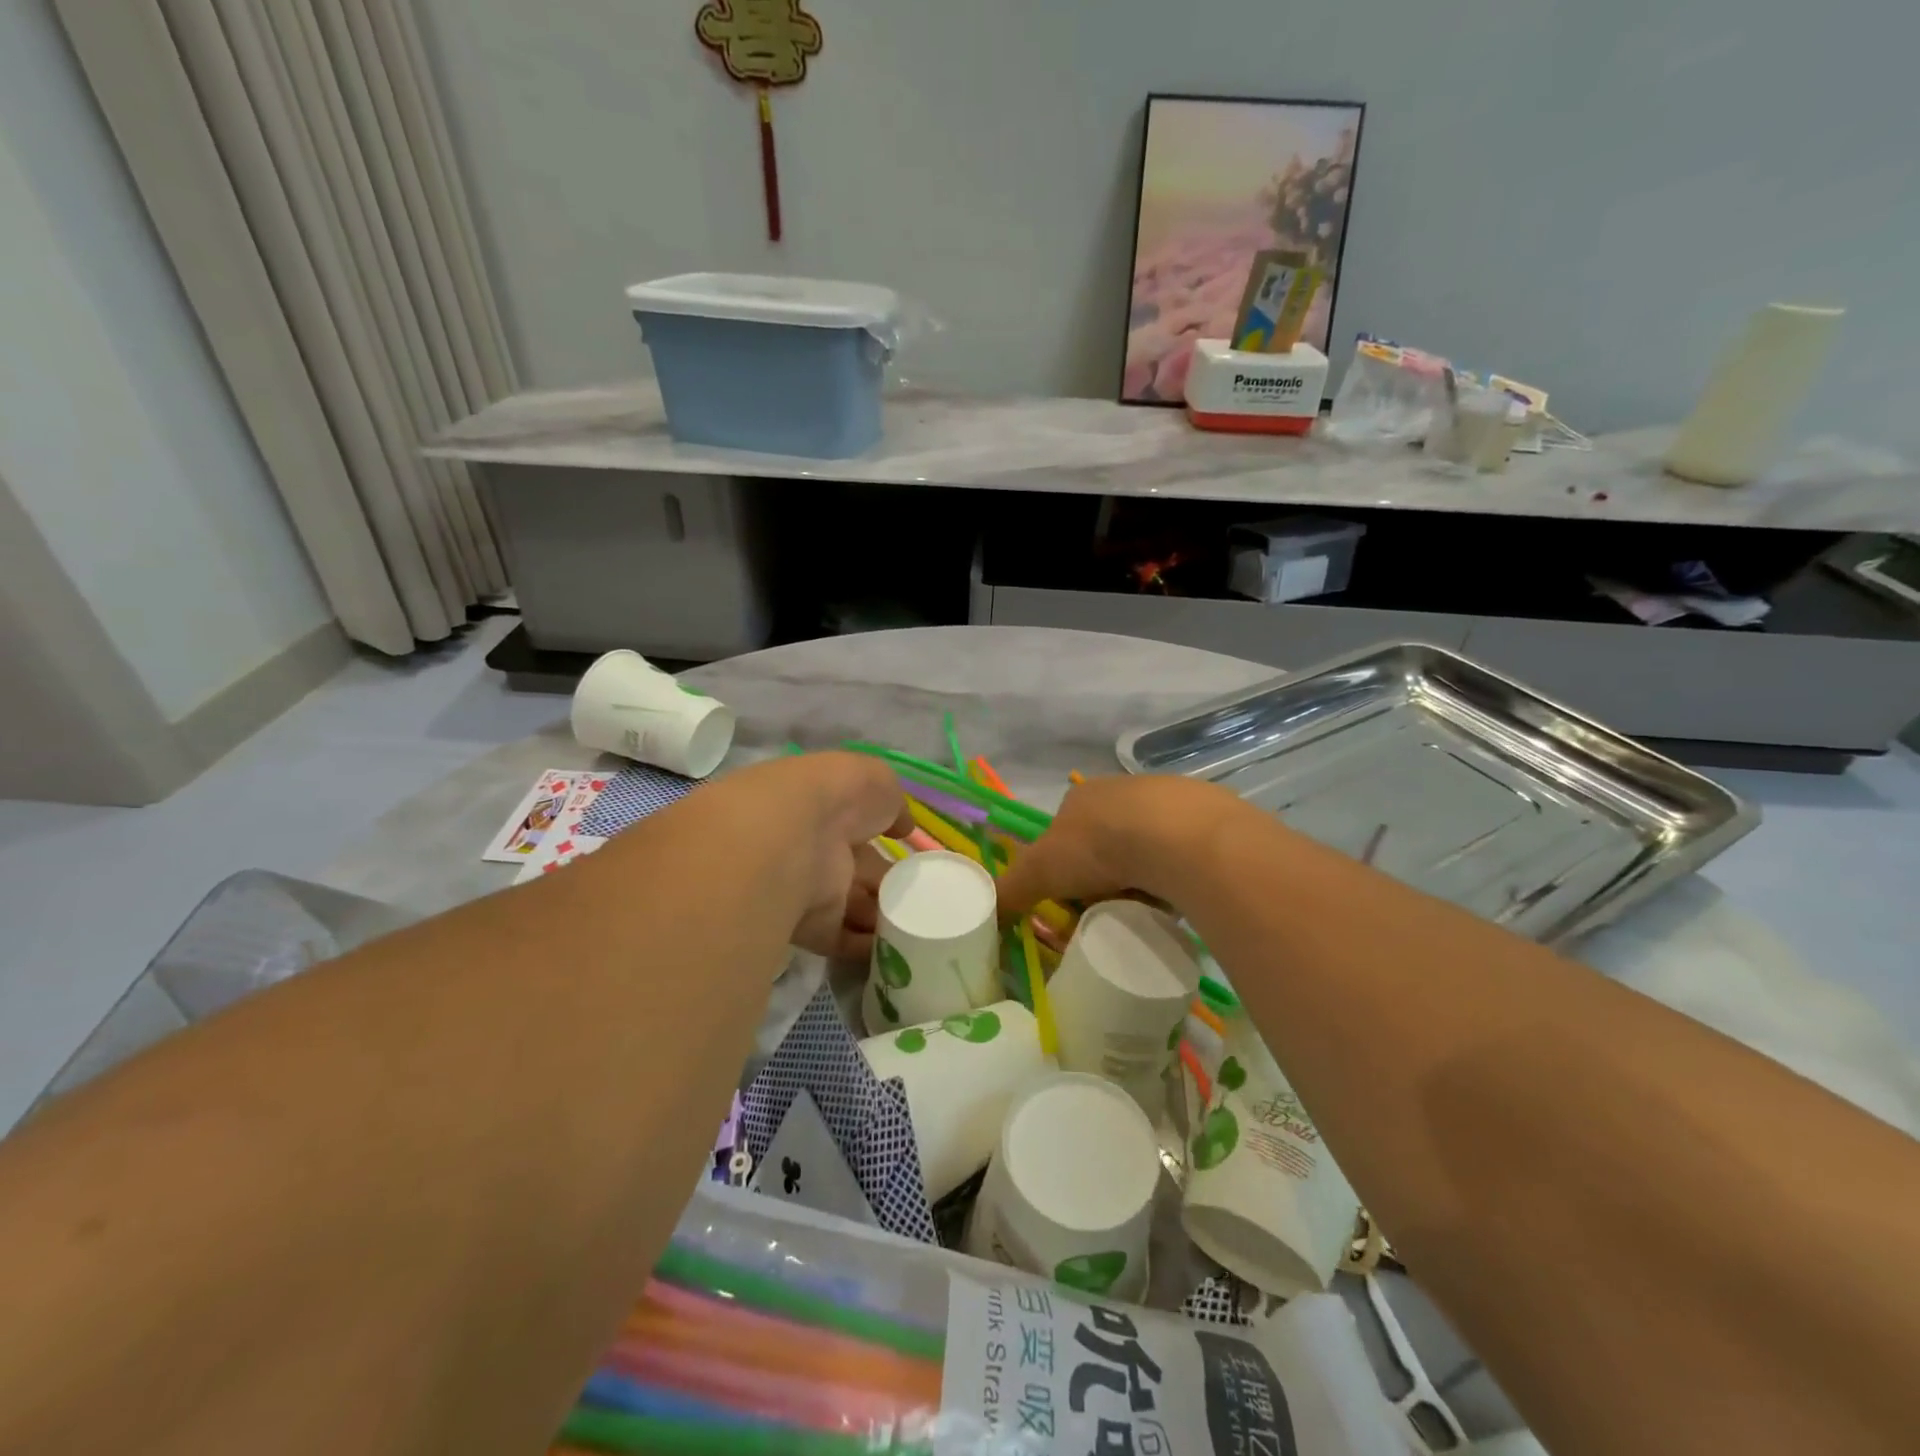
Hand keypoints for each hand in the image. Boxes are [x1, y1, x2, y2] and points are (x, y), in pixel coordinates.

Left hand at [712, 753, 910, 959]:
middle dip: (885, 883)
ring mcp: (809, 888)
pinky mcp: (809, 926)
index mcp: (827, 807)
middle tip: (922, 893)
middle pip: (857, 869)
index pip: (858, 822)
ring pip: (851, 904)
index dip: (882, 832)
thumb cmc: (837, 796)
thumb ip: (892, 802)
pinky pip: (842, 938)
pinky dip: (866, 947)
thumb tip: (901, 825)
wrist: (790, 839)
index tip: (908, 848)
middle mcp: (815, 847)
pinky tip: (899, 947)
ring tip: (918, 923)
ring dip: (880, 915)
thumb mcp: (876, 780)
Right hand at [995, 774, 1243, 921]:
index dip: (1064, 869)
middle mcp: (1122, 791)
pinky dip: (1175, 878)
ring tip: (1142, 910)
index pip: (1065, 834)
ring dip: (1140, 879)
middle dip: (1103, 878)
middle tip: (1106, 911)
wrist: (1176, 837)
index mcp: (1082, 796)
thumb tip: (989, 913)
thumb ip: (1012, 889)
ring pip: (1145, 851)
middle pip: (1105, 844)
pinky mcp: (1206, 820)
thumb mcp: (1040, 871)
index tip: (1072, 901)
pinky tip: (1175, 898)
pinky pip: (1182, 856)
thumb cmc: (1098, 846)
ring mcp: (1167, 803)